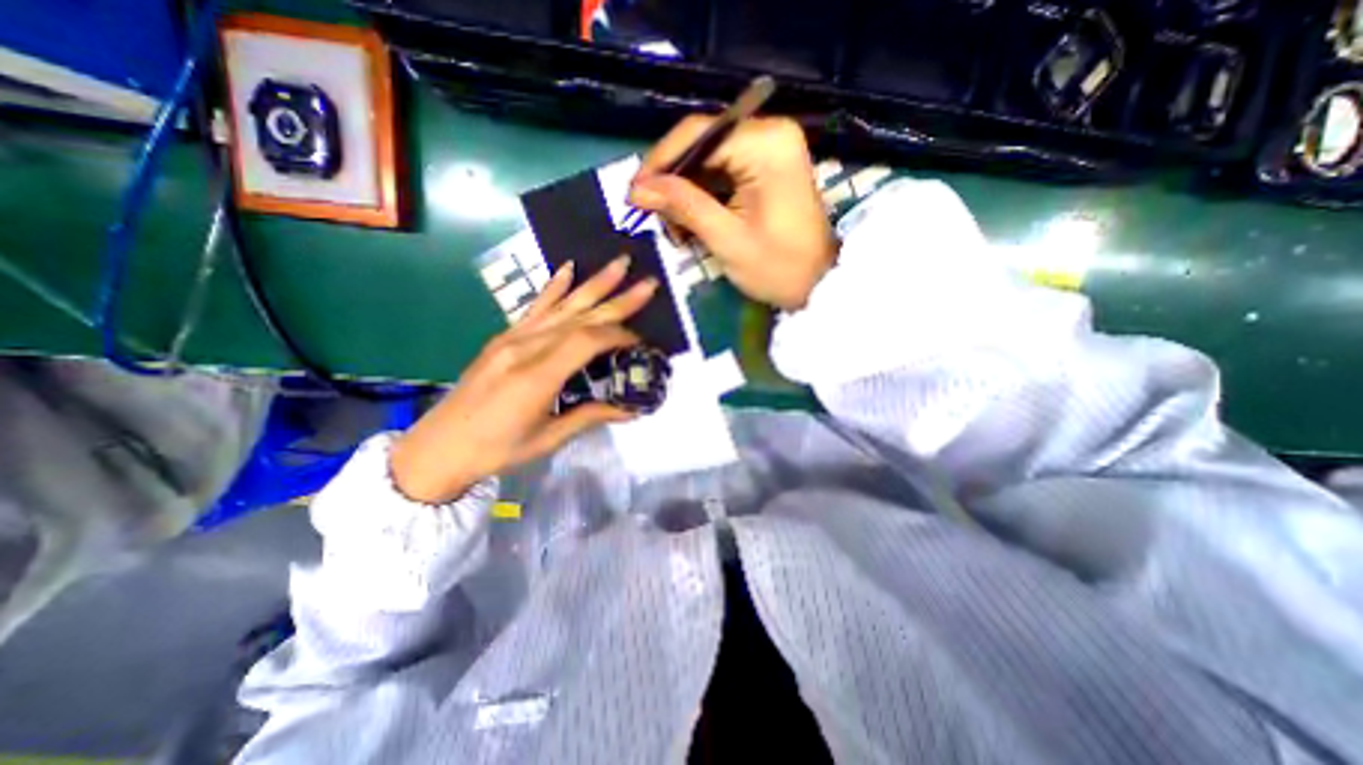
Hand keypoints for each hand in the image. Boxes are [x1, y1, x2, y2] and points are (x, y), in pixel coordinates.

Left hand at [386, 258, 656, 506]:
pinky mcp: (504, 337)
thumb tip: (631, 408)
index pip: (587, 340)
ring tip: (620, 263)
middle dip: (618, 299)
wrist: (439, 447)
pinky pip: (535, 307)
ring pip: (562, 305)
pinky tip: (569, 268)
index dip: (618, 335)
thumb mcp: (548, 438)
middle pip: (580, 316)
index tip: (641, 340)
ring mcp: (512, 339)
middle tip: (649, 282)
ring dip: (594, 283)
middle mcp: (525, 348)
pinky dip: (554, 287)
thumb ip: (591, 416)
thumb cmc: (496, 450)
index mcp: (537, 377)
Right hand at [626, 112, 836, 311]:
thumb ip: (683, 206)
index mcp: (765, 144)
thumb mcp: (726, 239)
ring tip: (674, 228)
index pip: (698, 134)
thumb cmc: (778, 268)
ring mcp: (771, 149)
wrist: (818, 285)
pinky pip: (724, 171)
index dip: (660, 162)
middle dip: (673, 181)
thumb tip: (637, 188)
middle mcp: (770, 133)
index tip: (634, 193)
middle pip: (703, 144)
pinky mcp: (768, 167)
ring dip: (686, 192)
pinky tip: (693, 222)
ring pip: (709, 159)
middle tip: (654, 216)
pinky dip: (704, 195)